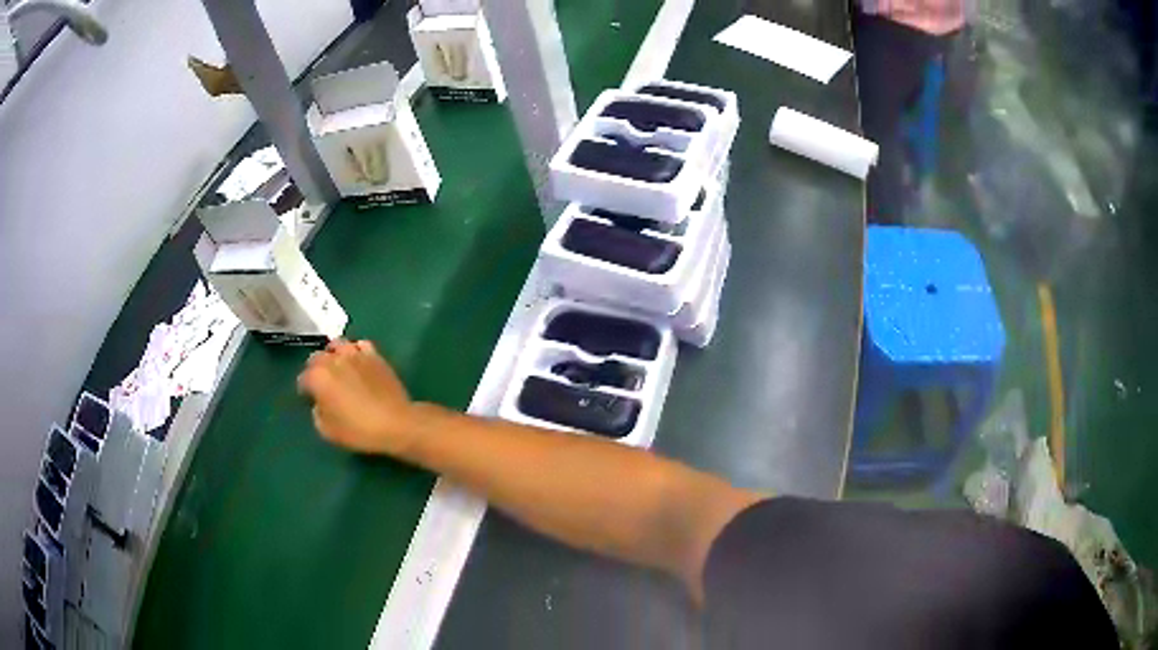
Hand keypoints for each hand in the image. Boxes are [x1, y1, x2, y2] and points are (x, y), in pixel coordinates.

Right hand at [297, 339, 416, 455]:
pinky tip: (357, 362)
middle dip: (315, 369)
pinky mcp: (374, 354)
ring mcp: (355, 353)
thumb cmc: (358, 430)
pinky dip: (355, 351)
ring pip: (337, 345)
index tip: (310, 399)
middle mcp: (333, 360)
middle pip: (316, 358)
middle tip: (322, 384)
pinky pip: (359, 345)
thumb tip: (319, 404)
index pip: (303, 379)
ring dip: (333, 355)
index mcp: (318, 377)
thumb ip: (317, 413)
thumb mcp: (327, 431)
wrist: (395, 422)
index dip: (305, 390)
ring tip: (337, 368)